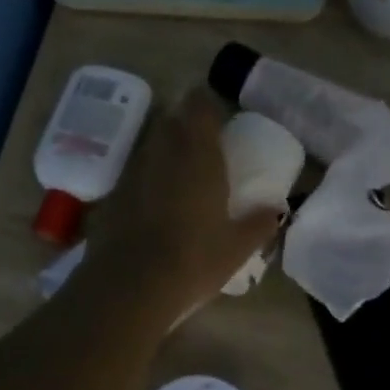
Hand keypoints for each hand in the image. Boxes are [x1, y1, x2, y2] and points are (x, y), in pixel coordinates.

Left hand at [82, 88, 283, 320]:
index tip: (217, 117)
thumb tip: (276, 210)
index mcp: (200, 155)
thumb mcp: (237, 248)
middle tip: (202, 143)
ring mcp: (134, 170)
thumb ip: (259, 223)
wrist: (131, 284)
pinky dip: (147, 175)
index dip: (207, 105)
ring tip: (180, 170)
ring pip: (151, 143)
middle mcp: (164, 151)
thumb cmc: (194, 260)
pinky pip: (135, 170)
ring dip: (165, 147)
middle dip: (186, 123)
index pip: (200, 106)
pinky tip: (155, 199)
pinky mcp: (113, 192)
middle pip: (172, 119)